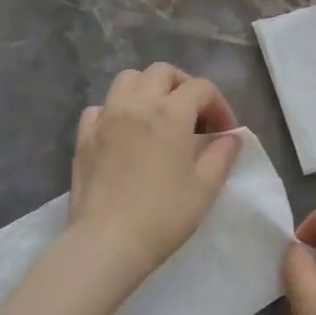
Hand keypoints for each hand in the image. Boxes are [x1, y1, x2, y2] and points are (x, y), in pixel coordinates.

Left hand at [67, 63, 242, 289]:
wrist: (108, 242)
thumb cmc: (164, 215)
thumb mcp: (206, 188)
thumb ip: (222, 155)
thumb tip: (231, 137)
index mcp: (170, 113)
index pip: (201, 88)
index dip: (219, 105)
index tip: (225, 133)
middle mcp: (136, 104)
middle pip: (162, 72)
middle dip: (183, 86)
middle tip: (194, 117)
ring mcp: (106, 117)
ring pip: (127, 80)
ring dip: (148, 89)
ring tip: (159, 117)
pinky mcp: (84, 136)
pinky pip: (101, 107)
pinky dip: (116, 110)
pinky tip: (125, 133)